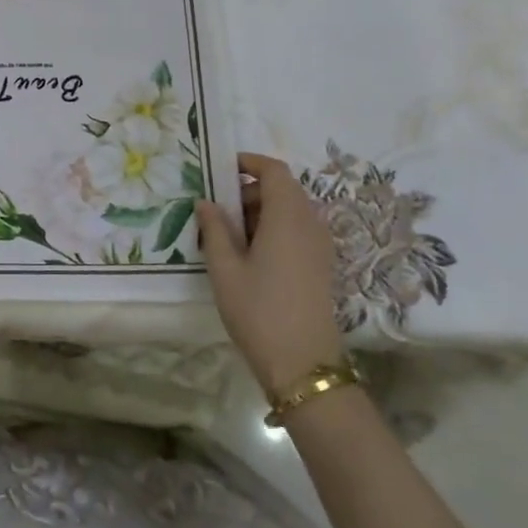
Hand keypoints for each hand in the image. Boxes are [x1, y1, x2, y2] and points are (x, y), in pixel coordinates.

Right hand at [196, 152, 343, 394]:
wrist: (303, 364)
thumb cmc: (258, 310)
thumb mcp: (224, 268)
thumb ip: (214, 228)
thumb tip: (206, 202)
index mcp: (288, 217)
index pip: (274, 170)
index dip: (248, 163)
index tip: (220, 171)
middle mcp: (310, 224)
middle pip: (282, 189)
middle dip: (247, 192)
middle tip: (215, 212)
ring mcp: (320, 246)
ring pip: (289, 211)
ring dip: (259, 213)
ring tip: (226, 237)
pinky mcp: (321, 265)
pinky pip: (297, 231)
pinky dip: (273, 230)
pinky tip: (248, 256)